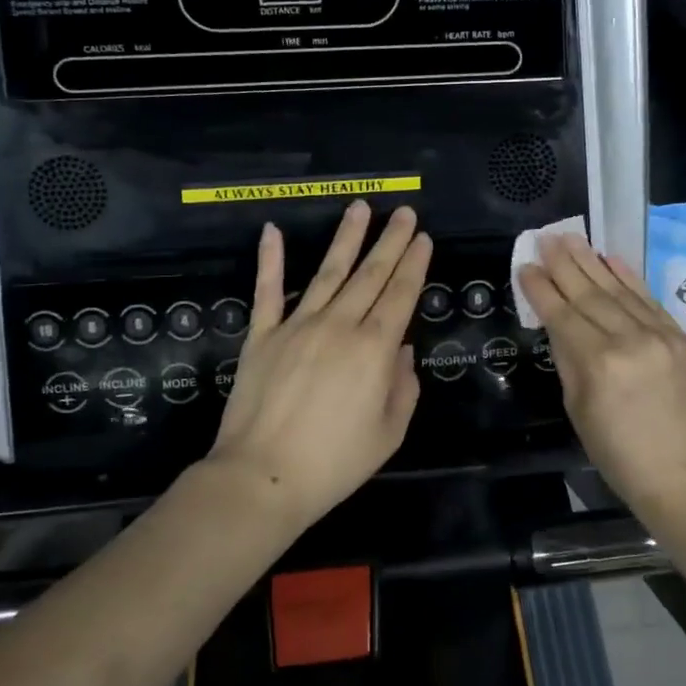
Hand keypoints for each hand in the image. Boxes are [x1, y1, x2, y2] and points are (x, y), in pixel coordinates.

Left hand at [208, 201, 432, 523]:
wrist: (263, 477)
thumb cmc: (335, 462)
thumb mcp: (389, 432)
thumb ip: (403, 387)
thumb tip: (401, 350)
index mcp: (375, 348)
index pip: (401, 294)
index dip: (415, 263)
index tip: (423, 237)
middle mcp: (340, 325)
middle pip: (371, 274)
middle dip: (391, 241)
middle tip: (403, 211)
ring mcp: (297, 326)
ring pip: (328, 272)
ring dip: (346, 238)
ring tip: (360, 208)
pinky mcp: (262, 335)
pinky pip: (267, 291)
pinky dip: (270, 260)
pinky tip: (273, 231)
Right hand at [517, 232, 685, 511]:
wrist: (683, 474)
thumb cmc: (618, 453)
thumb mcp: (578, 409)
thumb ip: (568, 359)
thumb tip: (557, 322)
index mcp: (597, 363)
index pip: (562, 314)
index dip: (541, 288)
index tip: (525, 266)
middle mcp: (628, 340)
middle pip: (588, 293)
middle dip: (563, 264)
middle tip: (546, 238)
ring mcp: (660, 335)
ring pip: (618, 289)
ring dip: (591, 261)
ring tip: (571, 237)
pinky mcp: (681, 338)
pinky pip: (649, 299)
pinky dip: (628, 276)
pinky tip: (610, 258)